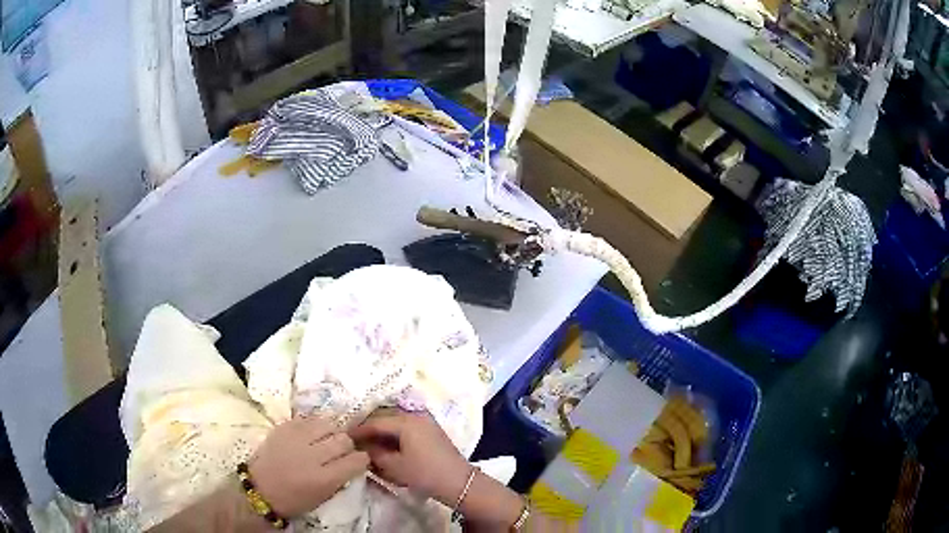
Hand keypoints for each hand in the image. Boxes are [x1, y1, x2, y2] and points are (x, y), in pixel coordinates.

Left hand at [248, 416, 369, 517]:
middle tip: (341, 450)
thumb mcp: (323, 497)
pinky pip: (308, 418)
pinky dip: (314, 425)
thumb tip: (352, 462)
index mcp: (324, 478)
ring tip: (326, 438)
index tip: (357, 461)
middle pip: (343, 439)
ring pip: (328, 424)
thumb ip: (340, 478)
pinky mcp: (284, 427)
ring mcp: (297, 438)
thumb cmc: (293, 500)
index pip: (356, 460)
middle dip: (347, 445)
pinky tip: (311, 433)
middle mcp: (313, 455)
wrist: (259, 488)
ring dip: (332, 431)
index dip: (361, 459)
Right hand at [350, 409, 470, 505]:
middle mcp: (416, 416)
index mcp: (406, 421)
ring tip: (368, 446)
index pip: (375, 422)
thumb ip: (374, 454)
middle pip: (385, 419)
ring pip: (396, 424)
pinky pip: (406, 429)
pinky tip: (386, 447)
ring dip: (382, 433)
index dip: (358, 430)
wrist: (459, 483)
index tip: (344, 438)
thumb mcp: (394, 466)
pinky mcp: (431, 432)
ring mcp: (425, 422)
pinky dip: (394, 436)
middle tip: (354, 441)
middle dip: (369, 430)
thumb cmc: (425, 474)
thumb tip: (362, 448)